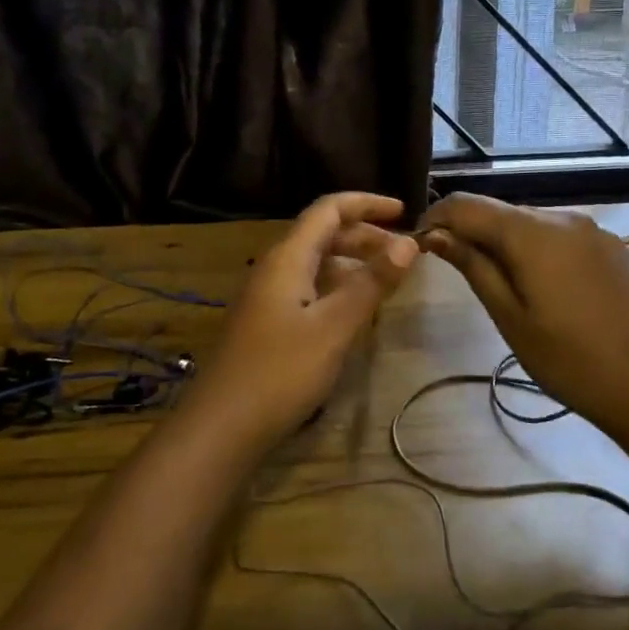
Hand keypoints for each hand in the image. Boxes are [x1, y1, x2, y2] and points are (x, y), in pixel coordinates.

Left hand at [183, 192, 419, 450]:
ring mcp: (267, 295)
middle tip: (403, 254)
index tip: (404, 212)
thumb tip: (407, 243)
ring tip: (386, 280)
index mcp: (288, 257)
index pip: (329, 209)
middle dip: (365, 235)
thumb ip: (371, 284)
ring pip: (316, 262)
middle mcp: (275, 267)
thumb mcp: (334, 327)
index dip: (367, 204)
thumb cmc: (280, 371)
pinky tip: (353, 310)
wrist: (222, 425)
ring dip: (352, 262)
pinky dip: (337, 286)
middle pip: (322, 233)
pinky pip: (308, 287)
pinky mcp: (266, 322)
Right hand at [418, 193, 628, 436]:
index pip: (467, 205)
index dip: (436, 219)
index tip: (419, 245)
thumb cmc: (572, 361)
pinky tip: (546, 289)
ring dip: (505, 242)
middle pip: (501, 212)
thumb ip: (473, 267)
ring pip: (532, 224)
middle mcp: (564, 218)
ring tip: (499, 284)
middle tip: (455, 269)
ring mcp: (595, 231)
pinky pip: (563, 237)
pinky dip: (539, 250)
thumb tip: (436, 235)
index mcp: (532, 232)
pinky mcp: (615, 248)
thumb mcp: (510, 318)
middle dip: (471, 232)